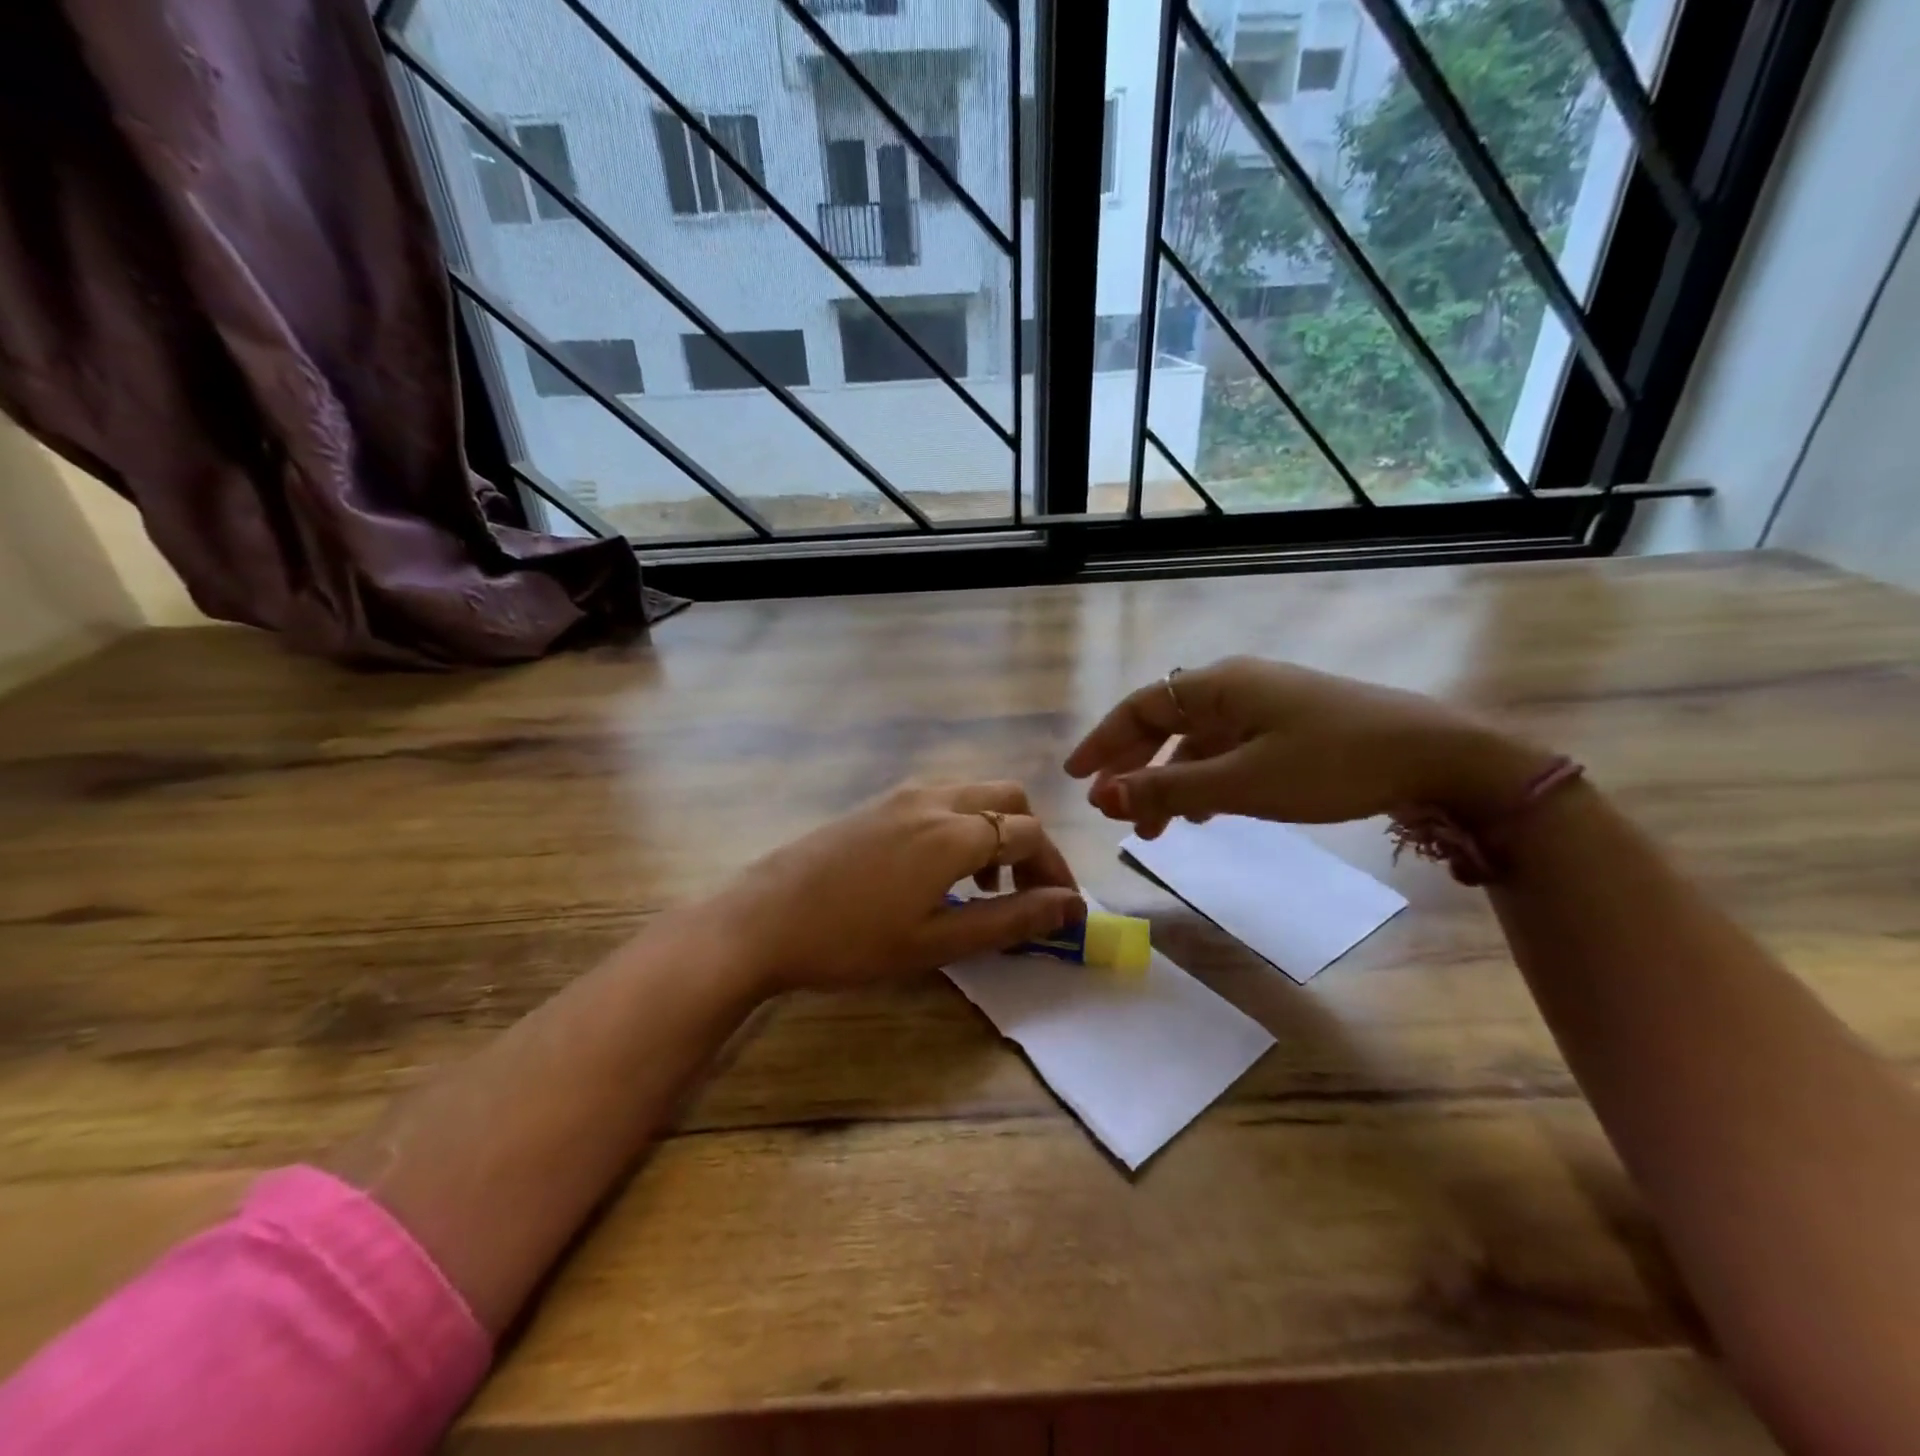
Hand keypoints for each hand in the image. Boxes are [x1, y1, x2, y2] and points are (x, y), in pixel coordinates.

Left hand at [704, 781, 1084, 992]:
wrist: (760, 919)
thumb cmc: (851, 941)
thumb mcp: (936, 942)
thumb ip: (1009, 920)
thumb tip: (1069, 907)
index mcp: (953, 833)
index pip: (1029, 834)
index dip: (1054, 869)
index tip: (1062, 909)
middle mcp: (934, 798)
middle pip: (1008, 798)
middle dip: (1029, 840)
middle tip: (1025, 891)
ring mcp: (901, 794)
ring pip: (974, 794)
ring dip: (994, 830)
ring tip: (983, 887)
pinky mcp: (877, 802)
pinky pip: (941, 798)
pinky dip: (962, 824)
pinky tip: (938, 870)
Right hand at [1064, 656, 1551, 837]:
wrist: (1438, 757)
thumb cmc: (1332, 763)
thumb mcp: (1243, 783)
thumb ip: (1170, 790)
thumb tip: (1104, 797)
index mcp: (1218, 686)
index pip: (1140, 707)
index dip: (1103, 741)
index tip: (1076, 778)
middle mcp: (1236, 687)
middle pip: (1164, 722)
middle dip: (1132, 766)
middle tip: (1108, 806)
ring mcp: (1266, 705)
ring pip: (1196, 742)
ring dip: (1168, 781)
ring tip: (1155, 829)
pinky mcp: (1290, 727)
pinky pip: (1227, 751)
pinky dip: (1204, 781)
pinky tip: (1204, 813)